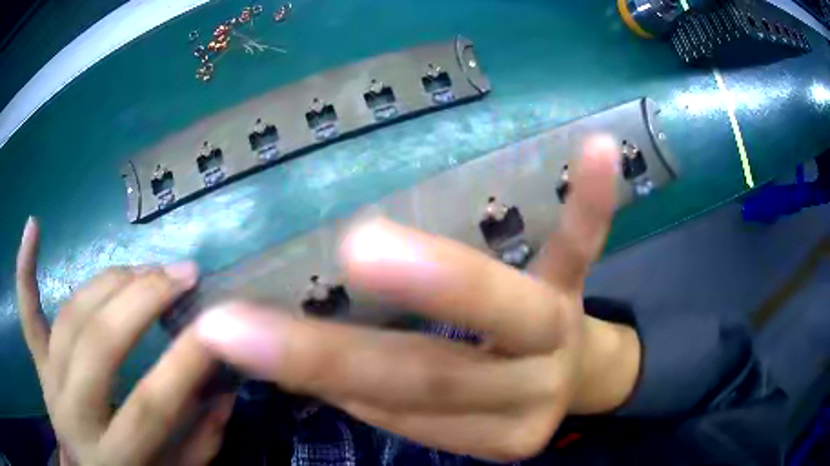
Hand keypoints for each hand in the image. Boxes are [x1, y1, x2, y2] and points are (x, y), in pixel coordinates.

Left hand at [17, 220, 234, 465]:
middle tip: (183, 273)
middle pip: (99, 345)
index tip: (220, 320)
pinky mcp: (38, 365)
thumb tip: (225, 390)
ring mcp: (50, 383)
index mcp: (116, 457)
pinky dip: (25, 270)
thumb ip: (201, 441)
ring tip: (147, 267)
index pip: (150, 404)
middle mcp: (74, 415)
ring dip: (109, 283)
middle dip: (143, 300)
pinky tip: (33, 226)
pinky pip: (27, 315)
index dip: (185, 359)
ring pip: (70, 317)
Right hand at [194, 135, 641, 461]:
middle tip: (250, 317)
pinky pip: (581, 243)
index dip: (314, 376)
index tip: (229, 339)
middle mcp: (525, 389)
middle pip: (435, 375)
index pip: (393, 410)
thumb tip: (295, 360)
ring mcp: (559, 331)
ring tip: (369, 249)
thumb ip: (385, 395)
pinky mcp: (576, 284)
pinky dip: (589, 201)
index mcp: (486, 430)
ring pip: (502, 312)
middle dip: (342, 351)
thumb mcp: (447, 415)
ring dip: (441, 283)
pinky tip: (598, 150)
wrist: (566, 379)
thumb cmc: (495, 397)